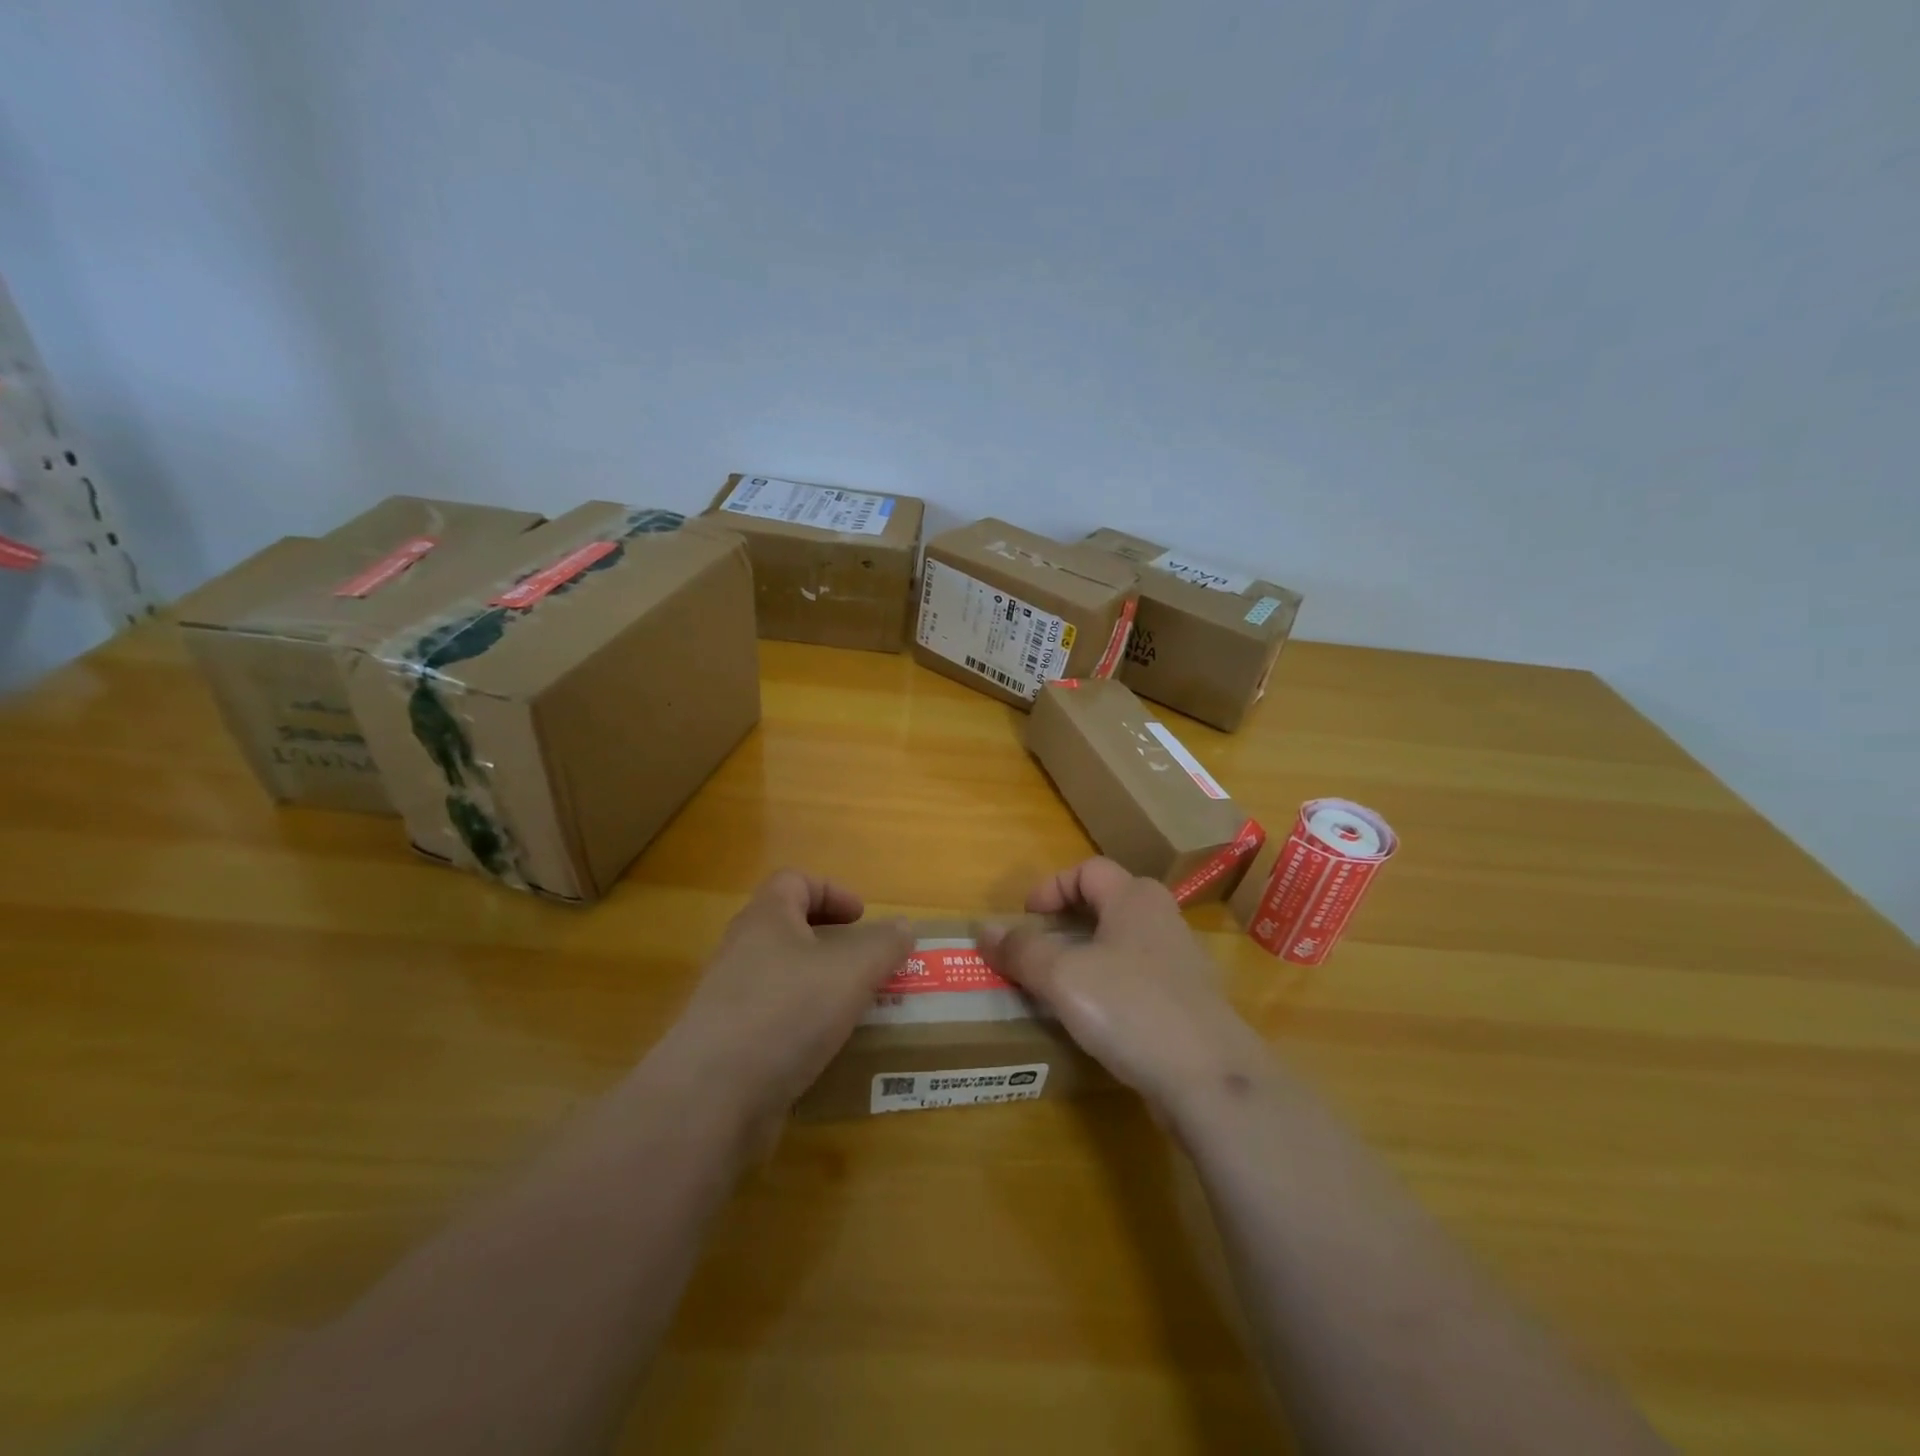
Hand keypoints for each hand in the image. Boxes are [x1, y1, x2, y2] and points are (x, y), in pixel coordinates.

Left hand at [650, 871, 911, 1127]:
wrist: (712, 1097)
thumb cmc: (787, 1012)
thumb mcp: (852, 971)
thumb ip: (884, 945)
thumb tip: (904, 926)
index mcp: (766, 918)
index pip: (795, 881)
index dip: (832, 891)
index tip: (862, 917)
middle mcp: (742, 950)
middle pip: (787, 928)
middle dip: (830, 941)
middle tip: (864, 962)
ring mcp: (729, 999)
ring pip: (782, 976)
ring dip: (819, 985)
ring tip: (854, 1008)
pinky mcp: (727, 1043)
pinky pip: (772, 1019)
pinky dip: (802, 1025)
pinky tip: (826, 1049)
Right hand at [979, 858, 1269, 1115]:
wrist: (1209, 1078)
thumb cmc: (1130, 1007)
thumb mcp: (1063, 976)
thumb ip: (1022, 950)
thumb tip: (985, 931)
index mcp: (1135, 898)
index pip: (1088, 869)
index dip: (1051, 886)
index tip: (1025, 918)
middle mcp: (1161, 919)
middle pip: (1107, 903)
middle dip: (1067, 921)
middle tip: (1038, 947)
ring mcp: (1179, 962)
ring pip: (1121, 943)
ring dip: (1085, 956)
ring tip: (1056, 985)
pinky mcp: (1186, 1002)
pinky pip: (1136, 979)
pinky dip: (1107, 987)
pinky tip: (1092, 1019)